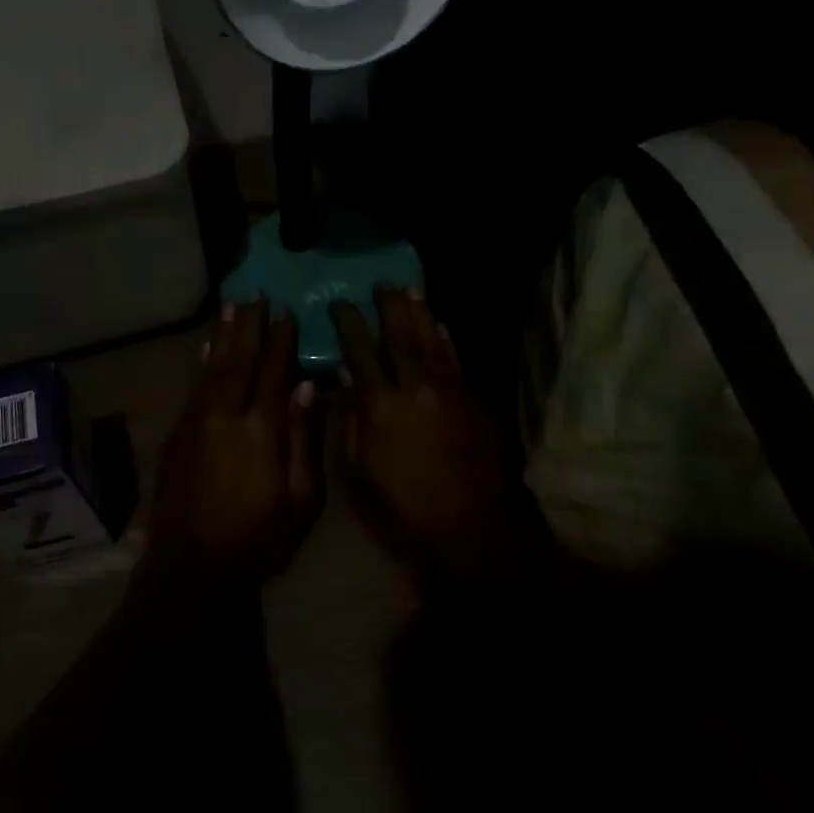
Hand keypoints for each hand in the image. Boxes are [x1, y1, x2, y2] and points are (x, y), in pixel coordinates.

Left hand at [145, 300, 323, 583]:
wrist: (193, 562)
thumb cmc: (257, 536)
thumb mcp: (299, 497)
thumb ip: (303, 438)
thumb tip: (308, 388)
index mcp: (261, 428)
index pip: (273, 372)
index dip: (281, 341)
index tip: (288, 313)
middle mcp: (226, 414)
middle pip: (240, 360)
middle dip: (249, 327)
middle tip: (256, 296)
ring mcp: (197, 421)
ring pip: (212, 367)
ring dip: (223, 335)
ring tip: (231, 307)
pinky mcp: (178, 432)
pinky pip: (192, 387)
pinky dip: (200, 363)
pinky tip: (205, 348)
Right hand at [332, 287, 527, 579]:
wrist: (472, 527)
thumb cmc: (404, 507)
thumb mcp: (360, 470)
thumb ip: (350, 419)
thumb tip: (344, 378)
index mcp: (381, 406)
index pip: (360, 352)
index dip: (348, 324)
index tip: (339, 303)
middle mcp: (415, 388)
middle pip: (399, 336)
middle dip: (388, 307)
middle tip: (381, 284)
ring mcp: (449, 391)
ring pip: (432, 341)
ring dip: (420, 314)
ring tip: (410, 290)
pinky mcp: (474, 402)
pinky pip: (456, 361)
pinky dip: (446, 341)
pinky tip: (440, 327)